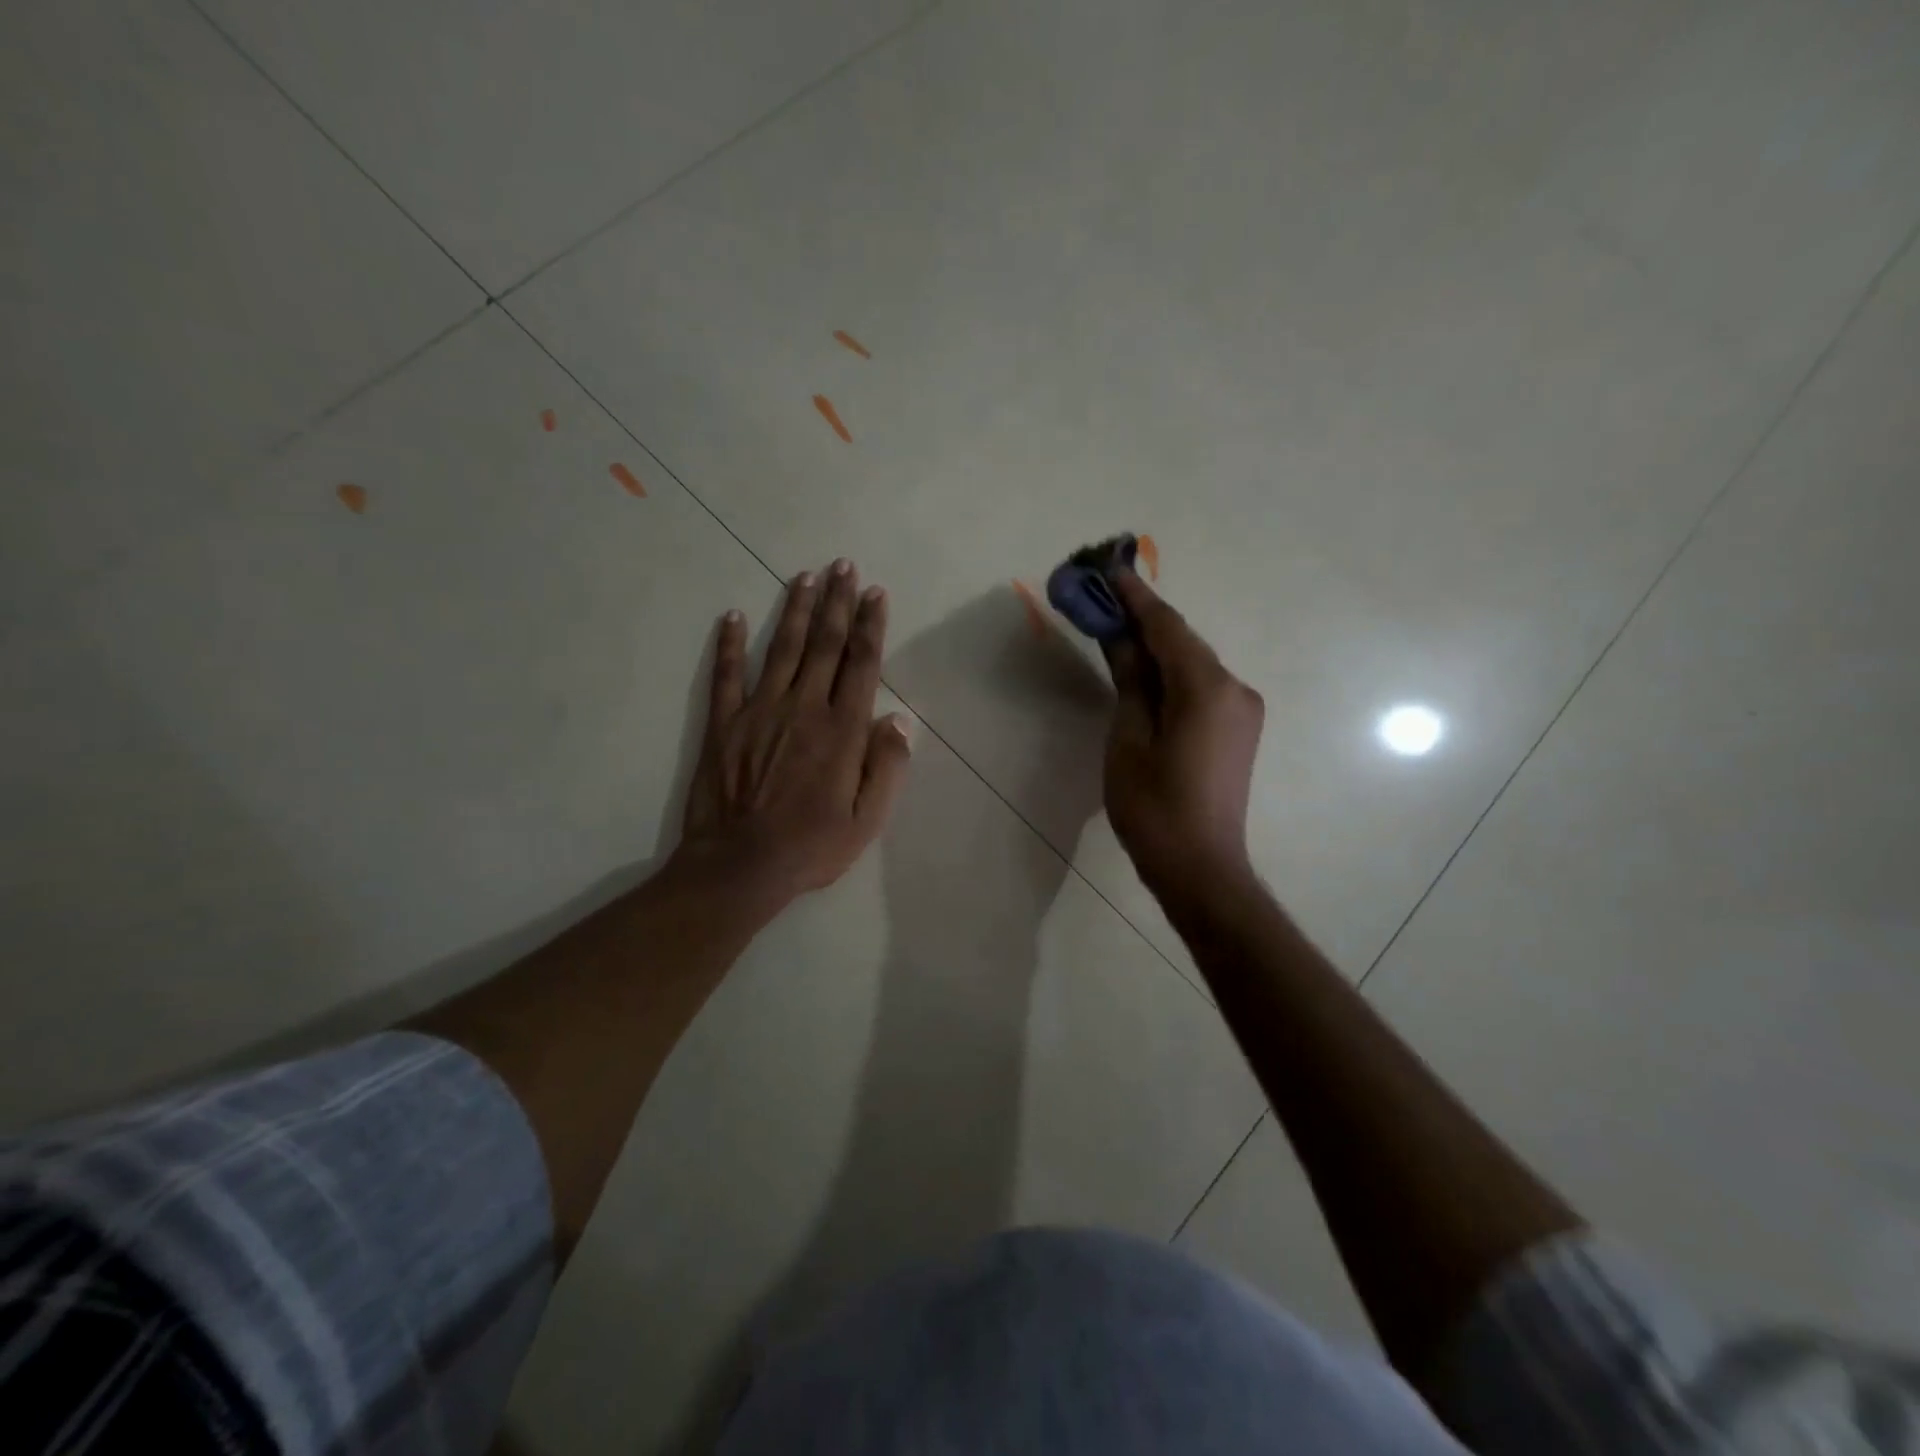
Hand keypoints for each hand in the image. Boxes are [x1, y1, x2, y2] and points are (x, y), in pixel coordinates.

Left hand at [674, 559, 912, 915]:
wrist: (740, 866)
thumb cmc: (812, 846)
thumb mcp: (868, 820)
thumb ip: (887, 767)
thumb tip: (899, 720)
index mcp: (842, 730)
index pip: (861, 664)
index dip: (870, 625)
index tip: (875, 592)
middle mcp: (803, 708)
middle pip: (824, 644)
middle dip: (837, 602)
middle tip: (843, 566)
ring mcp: (760, 711)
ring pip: (783, 649)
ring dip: (796, 610)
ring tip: (805, 577)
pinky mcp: (724, 724)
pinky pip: (727, 675)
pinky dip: (730, 644)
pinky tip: (735, 616)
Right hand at [1103, 570, 1263, 904]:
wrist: (1201, 868)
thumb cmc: (1154, 808)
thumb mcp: (1128, 739)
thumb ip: (1129, 680)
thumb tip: (1120, 636)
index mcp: (1206, 688)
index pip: (1166, 627)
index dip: (1134, 596)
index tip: (1108, 567)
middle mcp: (1234, 688)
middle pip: (1182, 641)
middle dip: (1142, 618)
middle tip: (1103, 597)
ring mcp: (1242, 710)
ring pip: (1191, 663)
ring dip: (1155, 646)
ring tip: (1115, 629)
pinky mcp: (1238, 729)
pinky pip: (1200, 686)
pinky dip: (1170, 673)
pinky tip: (1143, 672)